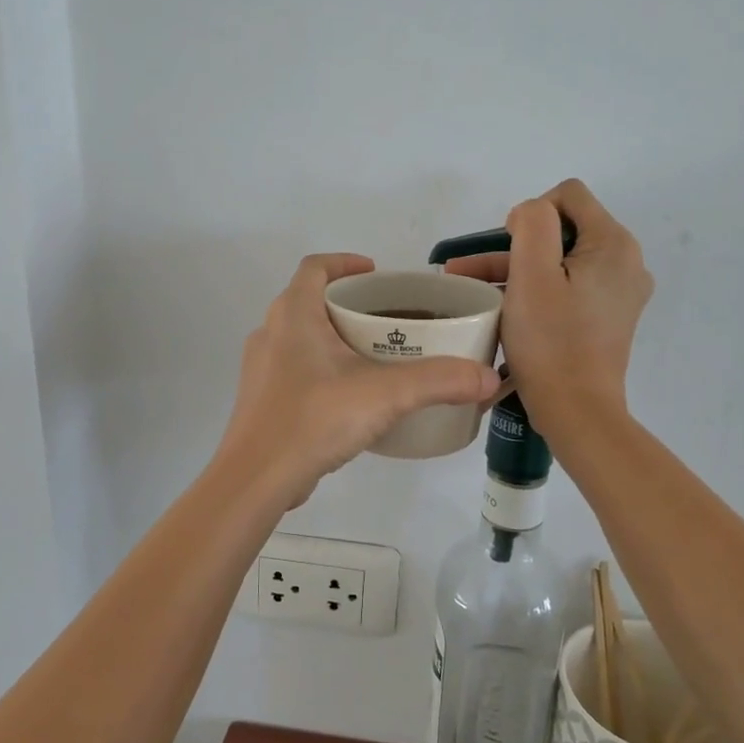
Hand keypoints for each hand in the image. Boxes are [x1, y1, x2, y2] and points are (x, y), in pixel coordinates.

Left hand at [217, 254, 502, 505]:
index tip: (376, 274)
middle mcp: (271, 333)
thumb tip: (487, 377)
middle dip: (348, 304)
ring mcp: (261, 369)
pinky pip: (295, 370)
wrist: (256, 479)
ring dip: (334, 338)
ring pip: (301, 338)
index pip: (315, 267)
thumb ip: (439, 381)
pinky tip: (350, 397)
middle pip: (310, 301)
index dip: (345, 263)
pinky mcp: (262, 401)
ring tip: (374, 357)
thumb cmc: (314, 419)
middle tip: (387, 320)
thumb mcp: (385, 395)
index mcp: (293, 315)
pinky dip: (322, 370)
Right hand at [444, 180, 650, 429]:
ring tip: (471, 289)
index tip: (508, 249)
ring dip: (518, 270)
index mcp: (613, 244)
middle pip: (564, 230)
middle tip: (470, 271)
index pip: (568, 196)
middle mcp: (626, 262)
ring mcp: (619, 292)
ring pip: (562, 262)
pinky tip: (503, 308)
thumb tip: (530, 214)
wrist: (576, 411)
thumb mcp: (532, 275)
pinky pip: (569, 287)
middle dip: (515, 246)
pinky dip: (538, 291)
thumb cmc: (550, 342)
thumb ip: (532, 225)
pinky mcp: (608, 317)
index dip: (530, 214)